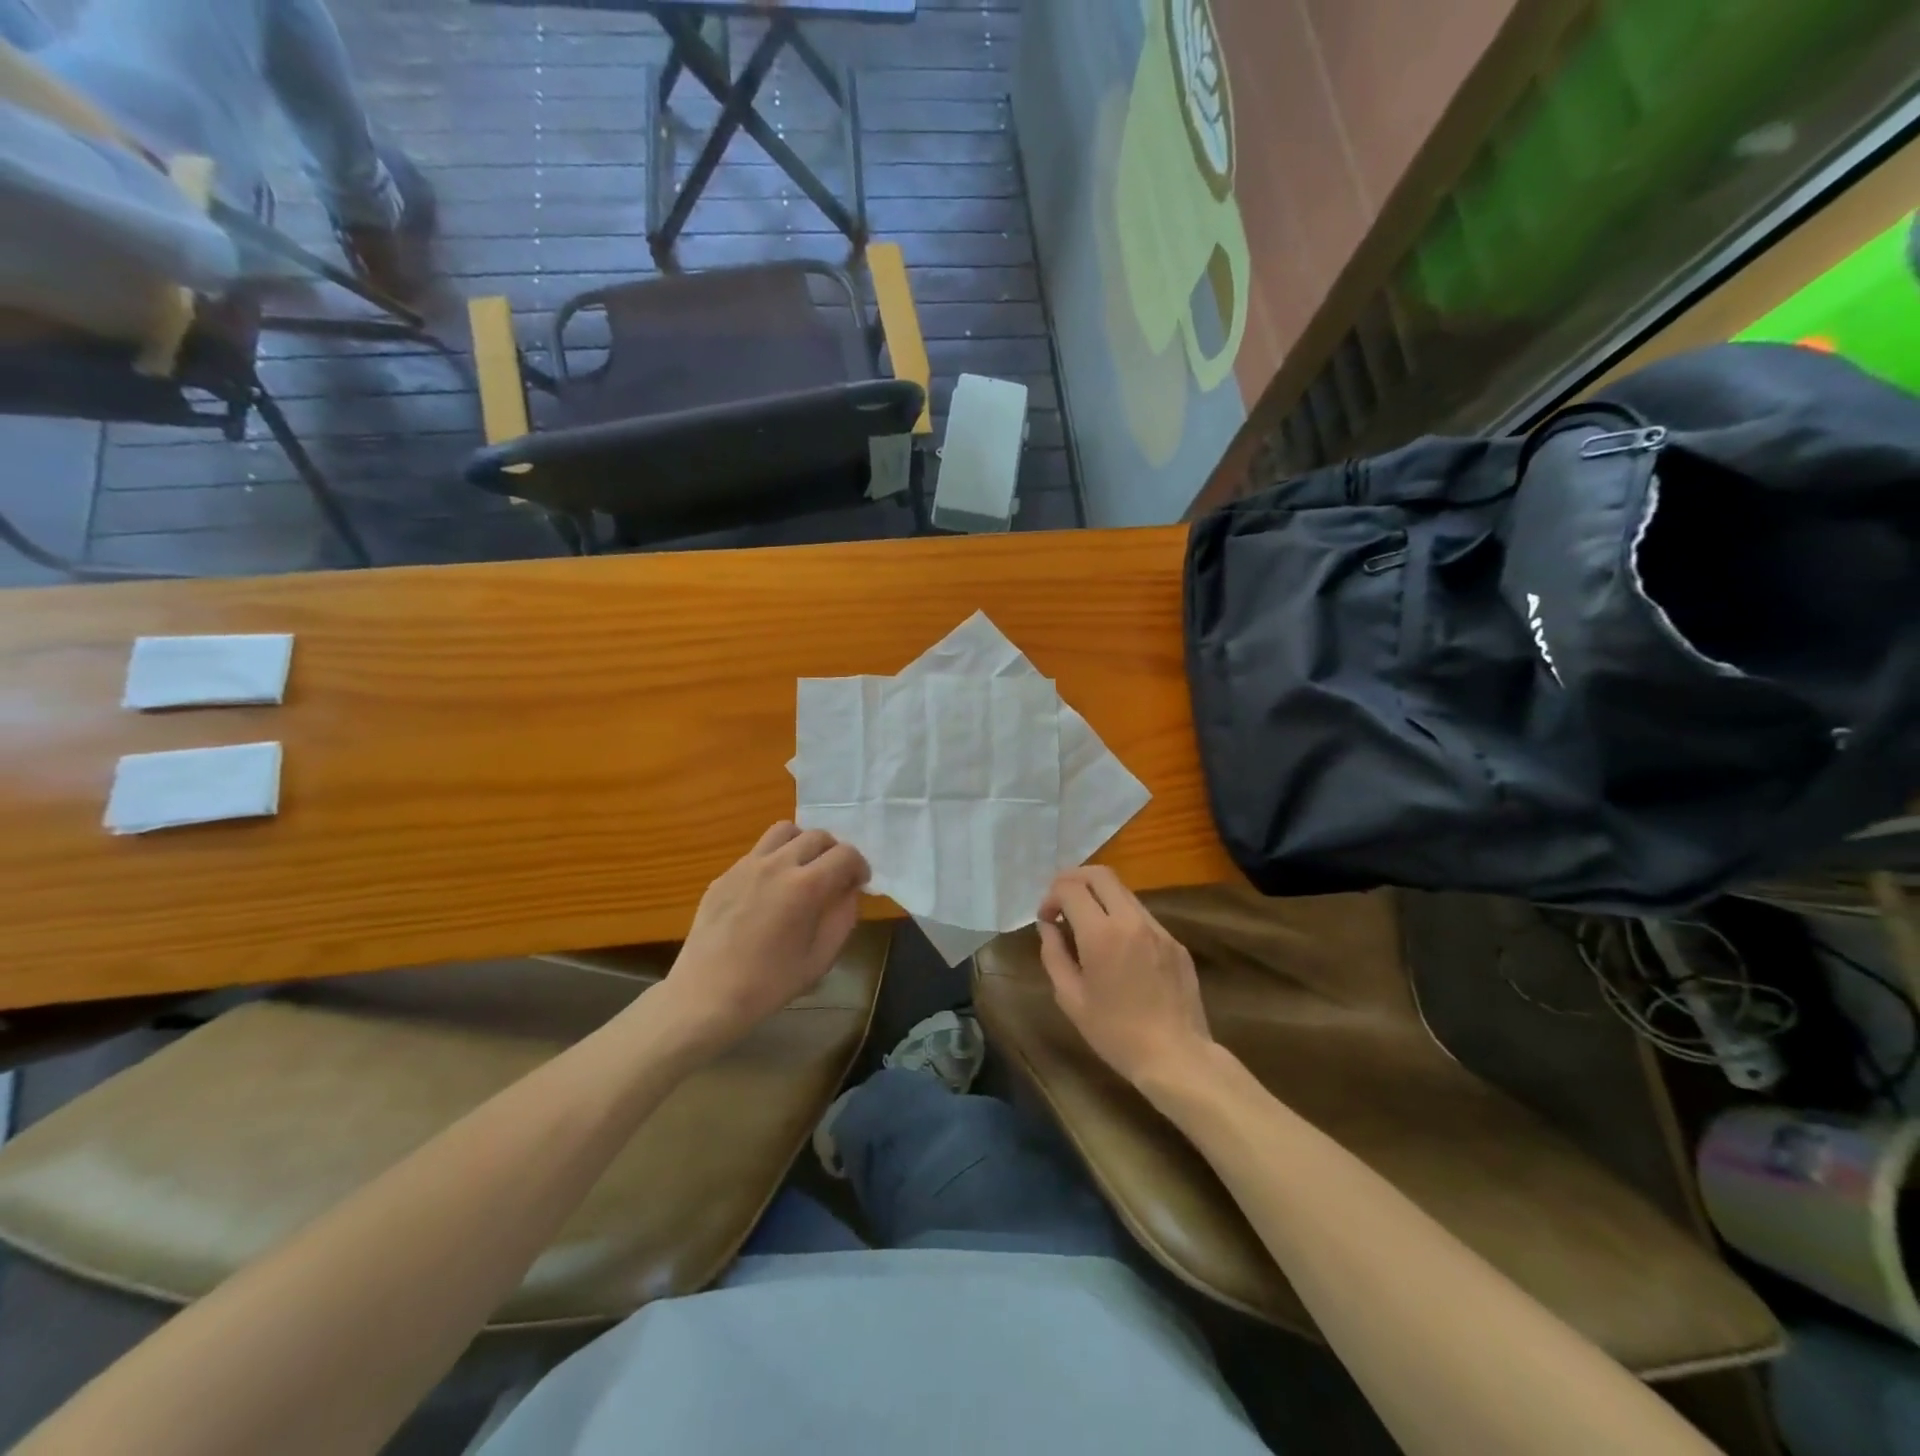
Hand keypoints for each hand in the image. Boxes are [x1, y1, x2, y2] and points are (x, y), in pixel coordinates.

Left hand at [657, 823, 869, 1056]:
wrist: (707, 994)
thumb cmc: (770, 983)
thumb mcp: (821, 958)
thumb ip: (843, 917)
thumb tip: (849, 891)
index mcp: (806, 886)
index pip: (846, 854)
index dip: (859, 866)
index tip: (859, 883)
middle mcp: (777, 864)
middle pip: (817, 836)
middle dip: (834, 852)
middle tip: (834, 877)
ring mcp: (747, 865)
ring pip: (784, 831)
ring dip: (802, 843)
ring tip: (803, 869)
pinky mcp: (725, 874)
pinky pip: (758, 852)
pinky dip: (774, 859)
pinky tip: (770, 890)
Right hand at [1036, 867, 1213, 1089]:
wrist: (1176, 1057)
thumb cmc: (1115, 1033)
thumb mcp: (1070, 998)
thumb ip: (1054, 954)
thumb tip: (1048, 926)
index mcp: (1102, 934)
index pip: (1070, 888)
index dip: (1051, 896)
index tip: (1046, 918)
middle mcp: (1131, 921)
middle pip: (1100, 874)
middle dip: (1073, 880)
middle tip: (1061, 903)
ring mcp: (1158, 929)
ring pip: (1123, 892)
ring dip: (1099, 897)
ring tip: (1086, 924)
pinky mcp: (1175, 942)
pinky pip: (1142, 916)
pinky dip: (1121, 917)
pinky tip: (1116, 948)